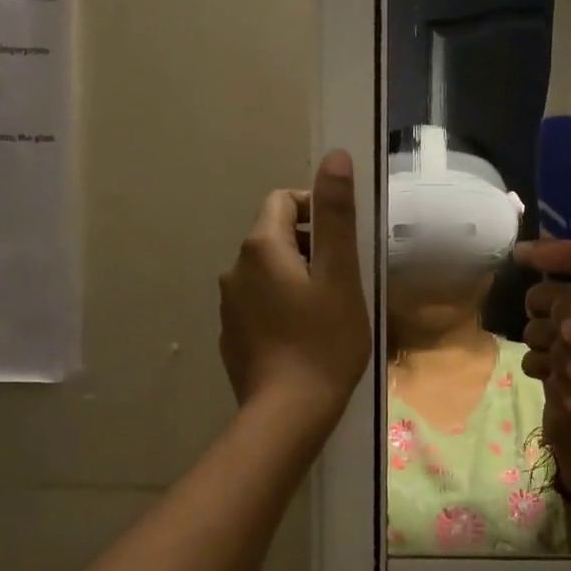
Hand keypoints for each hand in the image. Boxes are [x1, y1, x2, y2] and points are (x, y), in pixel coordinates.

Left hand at [219, 151, 371, 436]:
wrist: (288, 412)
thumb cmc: (324, 341)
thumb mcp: (340, 274)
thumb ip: (335, 215)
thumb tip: (335, 157)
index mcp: (261, 247)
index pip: (283, 201)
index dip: (316, 211)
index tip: (342, 244)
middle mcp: (235, 268)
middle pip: (274, 236)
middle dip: (309, 248)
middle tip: (342, 282)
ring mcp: (228, 304)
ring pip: (266, 272)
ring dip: (295, 278)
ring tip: (326, 311)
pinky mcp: (230, 334)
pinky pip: (258, 303)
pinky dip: (280, 306)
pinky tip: (302, 336)